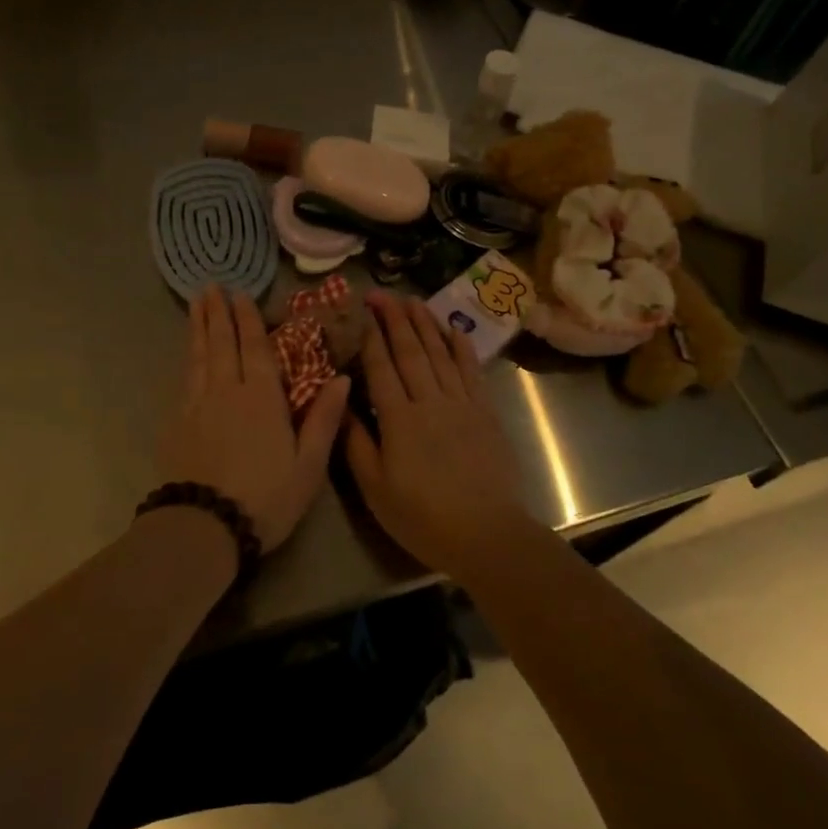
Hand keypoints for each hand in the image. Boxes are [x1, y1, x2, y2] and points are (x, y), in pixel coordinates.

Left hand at [156, 285, 348, 551]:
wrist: (205, 527)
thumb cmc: (266, 498)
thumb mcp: (308, 465)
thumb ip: (324, 419)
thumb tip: (342, 378)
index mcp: (262, 398)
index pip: (254, 348)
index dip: (247, 319)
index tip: (240, 294)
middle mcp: (227, 391)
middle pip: (222, 343)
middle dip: (218, 313)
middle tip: (211, 286)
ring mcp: (197, 405)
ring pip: (199, 356)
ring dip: (199, 328)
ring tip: (196, 304)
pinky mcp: (177, 423)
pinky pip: (184, 379)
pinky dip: (187, 359)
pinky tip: (188, 354)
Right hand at [344, 292, 530, 576]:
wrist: (487, 534)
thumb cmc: (423, 517)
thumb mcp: (375, 488)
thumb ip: (356, 442)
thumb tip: (340, 403)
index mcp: (398, 419)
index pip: (381, 367)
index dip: (371, 337)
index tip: (362, 312)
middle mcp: (429, 401)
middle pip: (410, 351)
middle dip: (395, 319)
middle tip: (382, 294)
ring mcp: (461, 403)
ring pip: (440, 353)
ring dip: (425, 323)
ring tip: (413, 300)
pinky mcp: (485, 412)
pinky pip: (472, 370)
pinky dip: (462, 347)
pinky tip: (453, 329)